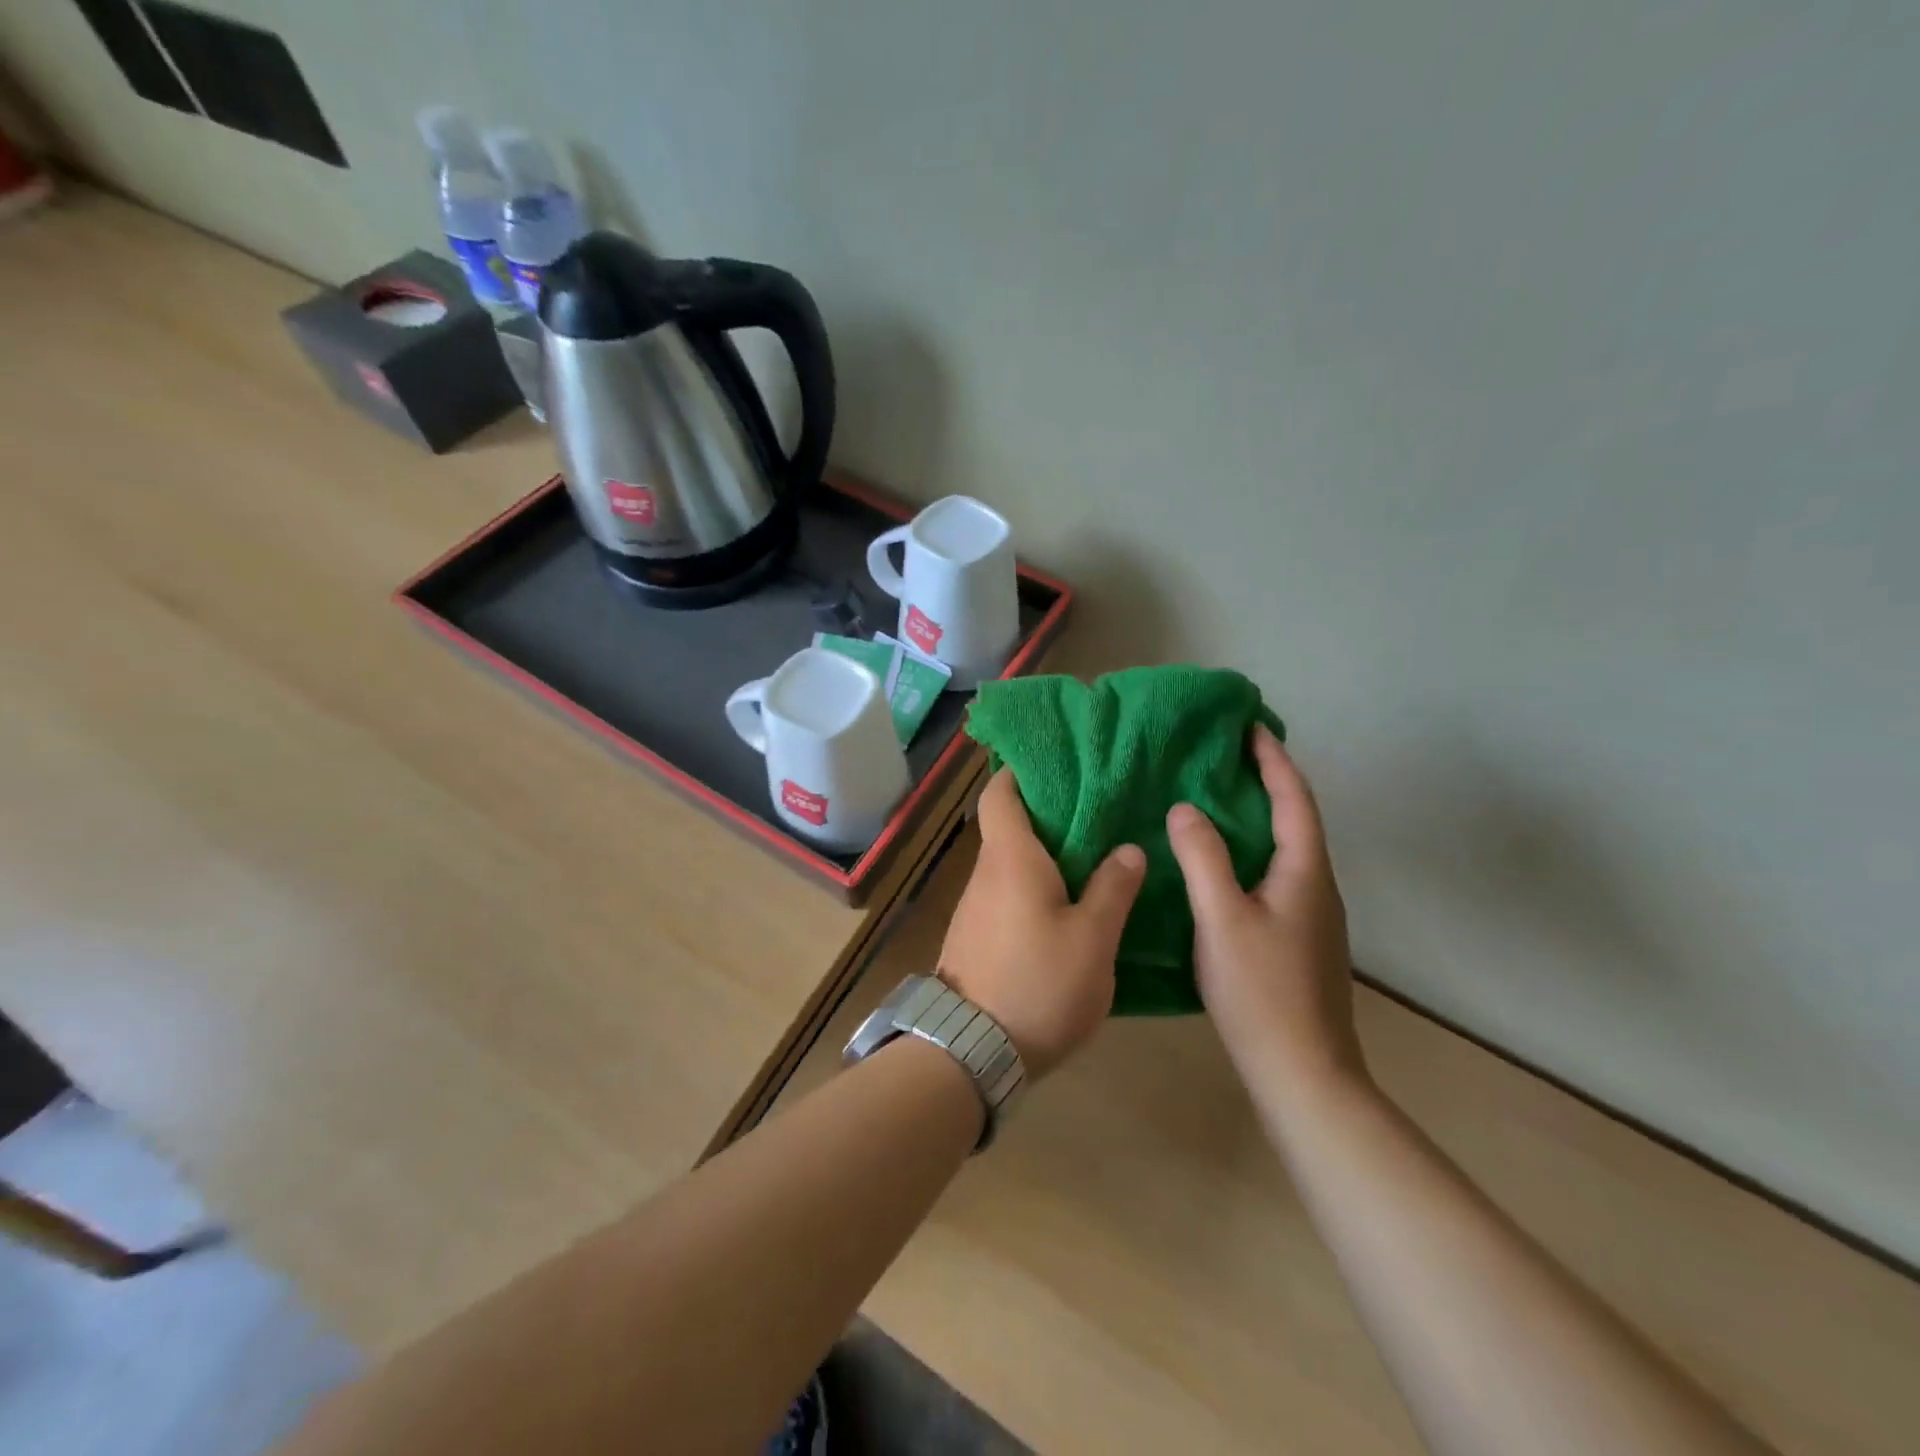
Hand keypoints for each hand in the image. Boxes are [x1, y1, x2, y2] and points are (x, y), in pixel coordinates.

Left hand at [940, 769, 1146, 1077]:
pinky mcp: (976, 938)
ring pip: (1009, 864)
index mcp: (1010, 858)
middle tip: (1096, 808)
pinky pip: (1006, 895)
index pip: (999, 794)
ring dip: (1042, 854)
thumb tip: (1128, 849)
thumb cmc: (1038, 983)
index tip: (1053, 763)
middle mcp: (985, 874)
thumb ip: (1112, 889)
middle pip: (1008, 827)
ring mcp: (975, 908)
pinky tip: (1066, 905)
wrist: (971, 1052)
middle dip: (1046, 814)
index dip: (1019, 772)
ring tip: (1091, 853)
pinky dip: (1033, 887)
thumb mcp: (1092, 939)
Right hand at [1167, 726, 1366, 1102]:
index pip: (1294, 799)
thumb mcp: (1222, 919)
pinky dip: (1253, 850)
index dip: (1273, 760)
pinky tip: (1223, 864)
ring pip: (1286, 849)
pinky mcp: (1298, 939)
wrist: (1303, 1073)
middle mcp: (1317, 886)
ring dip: (1260, 816)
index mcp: (1305, 872)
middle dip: (1268, 782)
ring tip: (1219, 799)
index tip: (1249, 727)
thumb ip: (1203, 859)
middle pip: (1297, 819)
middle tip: (1227, 757)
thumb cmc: (1262, 991)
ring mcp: (1312, 916)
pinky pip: (1277, 874)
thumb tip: (1185, 808)